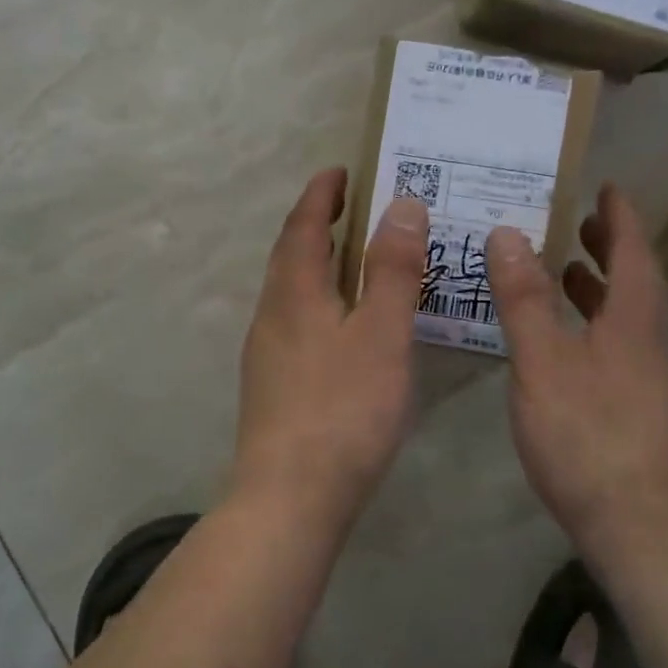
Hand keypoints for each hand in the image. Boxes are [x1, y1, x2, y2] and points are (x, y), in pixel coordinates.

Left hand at [231, 168, 428, 539]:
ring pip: (291, 290)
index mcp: (293, 291)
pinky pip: (295, 320)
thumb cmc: (343, 409)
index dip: (321, 194)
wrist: (289, 496)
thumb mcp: (381, 333)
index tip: (341, 171)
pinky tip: (344, 325)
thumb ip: (392, 269)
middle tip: (353, 207)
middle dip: (318, 224)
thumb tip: (401, 205)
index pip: (303, 225)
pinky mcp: (272, 384)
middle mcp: (271, 313)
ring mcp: (266, 351)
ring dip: (318, 263)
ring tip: (354, 259)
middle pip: (291, 254)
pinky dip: (319, 300)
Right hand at [485, 184, 667, 554]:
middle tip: (579, 223)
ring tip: (565, 273)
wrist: (647, 532)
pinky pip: (621, 347)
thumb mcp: (543, 361)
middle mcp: (654, 344)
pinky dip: (596, 326)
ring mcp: (655, 382)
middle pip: (635, 283)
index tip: (606, 187)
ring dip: (600, 289)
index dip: (619, 217)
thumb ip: (523, 298)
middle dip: (609, 249)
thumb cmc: (589, 437)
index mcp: (634, 321)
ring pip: (628, 319)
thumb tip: (507, 233)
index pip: (632, 252)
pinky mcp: (647, 413)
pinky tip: (567, 345)